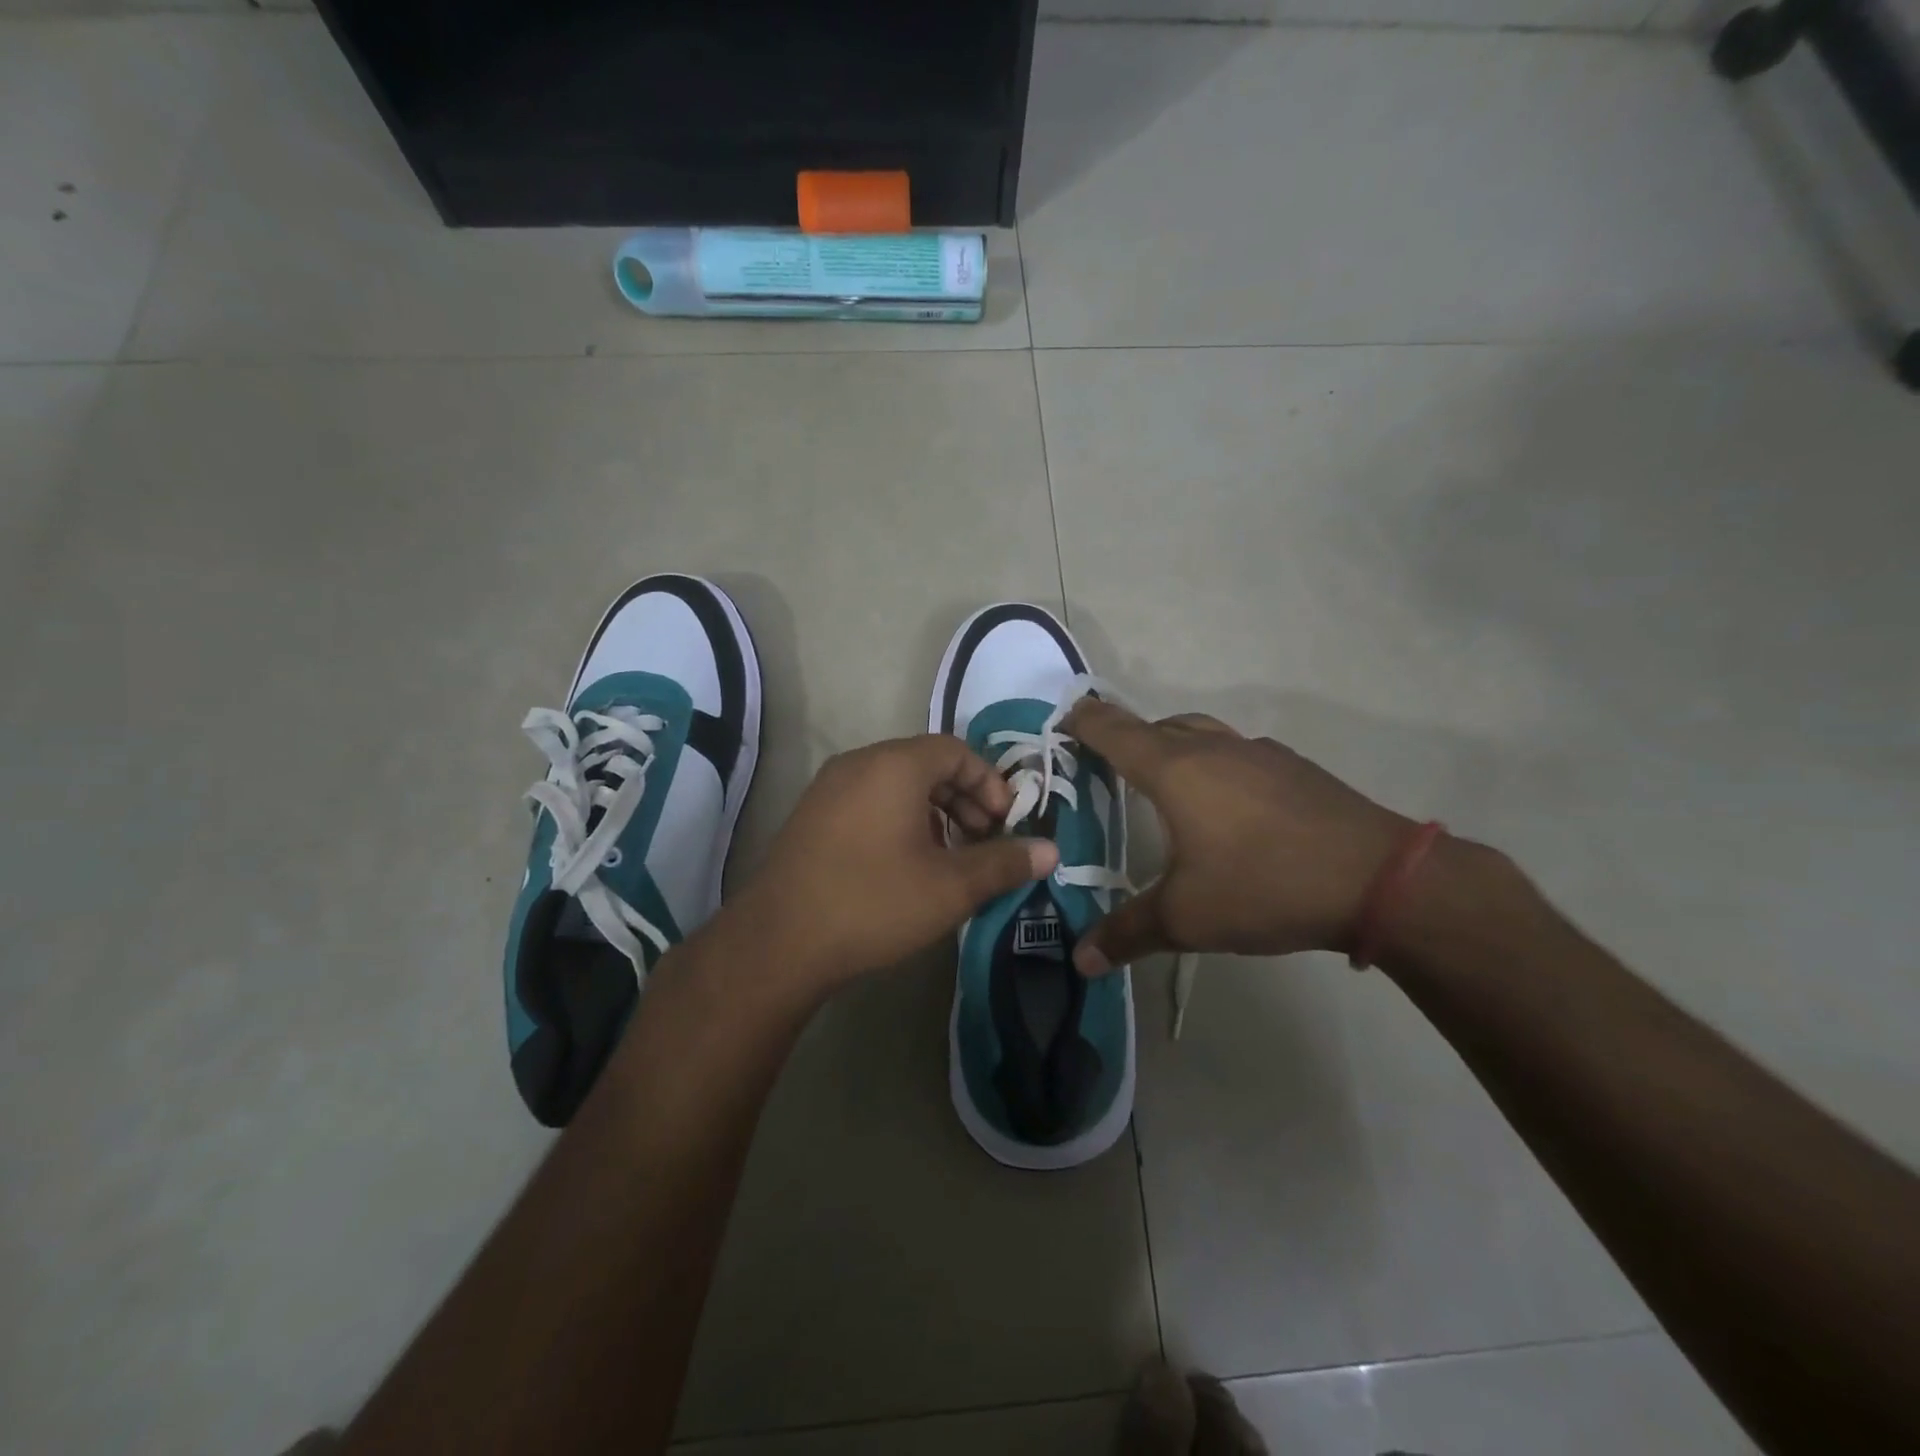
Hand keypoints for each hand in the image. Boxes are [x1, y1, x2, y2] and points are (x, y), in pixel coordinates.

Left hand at [725, 735, 1058, 996]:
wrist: (778, 943)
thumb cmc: (873, 903)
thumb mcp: (950, 887)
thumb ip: (1004, 863)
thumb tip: (1051, 851)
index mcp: (894, 765)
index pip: (956, 750)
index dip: (990, 783)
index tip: (1005, 825)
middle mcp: (859, 763)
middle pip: (927, 764)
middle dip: (965, 799)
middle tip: (984, 842)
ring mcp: (829, 788)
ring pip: (897, 784)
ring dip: (934, 812)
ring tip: (950, 858)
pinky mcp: (812, 816)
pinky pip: (869, 800)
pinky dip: (900, 820)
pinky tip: (907, 865)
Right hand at [1061, 700, 1413, 972]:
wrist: (1379, 879)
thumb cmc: (1266, 885)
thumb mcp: (1187, 918)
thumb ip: (1127, 933)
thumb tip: (1080, 961)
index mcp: (1175, 770)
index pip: (1114, 730)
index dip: (1083, 721)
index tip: (1061, 722)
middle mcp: (1212, 749)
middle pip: (1155, 725)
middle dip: (1124, 736)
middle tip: (1104, 765)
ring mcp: (1258, 754)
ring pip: (1200, 733)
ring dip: (1172, 746)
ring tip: (1161, 782)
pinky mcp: (1294, 768)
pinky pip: (1236, 752)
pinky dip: (1213, 764)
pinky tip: (1226, 806)